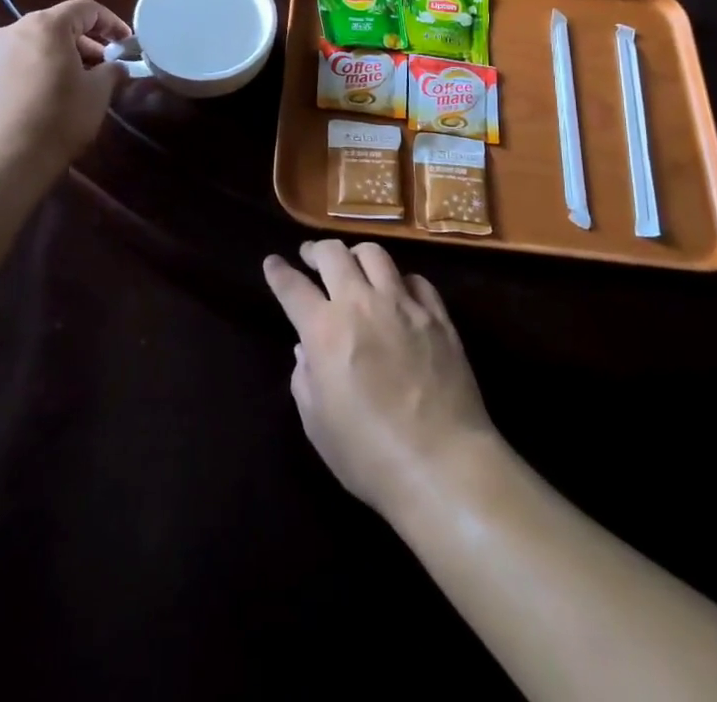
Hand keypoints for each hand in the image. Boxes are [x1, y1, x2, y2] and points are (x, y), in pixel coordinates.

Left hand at [0, 0, 131, 172]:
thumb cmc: (56, 120)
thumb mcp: (97, 94)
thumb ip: (112, 71)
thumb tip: (117, 67)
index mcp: (46, 25)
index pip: (86, 9)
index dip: (112, 23)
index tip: (127, 43)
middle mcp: (14, 29)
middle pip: (58, 25)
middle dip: (86, 42)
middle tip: (105, 67)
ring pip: (36, 44)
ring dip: (62, 56)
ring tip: (78, 84)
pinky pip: (17, 62)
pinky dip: (38, 69)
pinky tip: (48, 97)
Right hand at [264, 240, 495, 518]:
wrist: (444, 465)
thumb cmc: (370, 456)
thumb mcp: (318, 426)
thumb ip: (305, 380)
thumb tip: (306, 351)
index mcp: (325, 330)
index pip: (292, 286)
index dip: (278, 271)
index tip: (272, 262)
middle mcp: (361, 304)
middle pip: (333, 254)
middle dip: (315, 250)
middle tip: (310, 257)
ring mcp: (403, 304)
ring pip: (374, 254)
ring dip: (356, 255)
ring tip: (353, 265)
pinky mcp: (437, 315)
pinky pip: (415, 279)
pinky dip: (399, 280)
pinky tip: (398, 292)